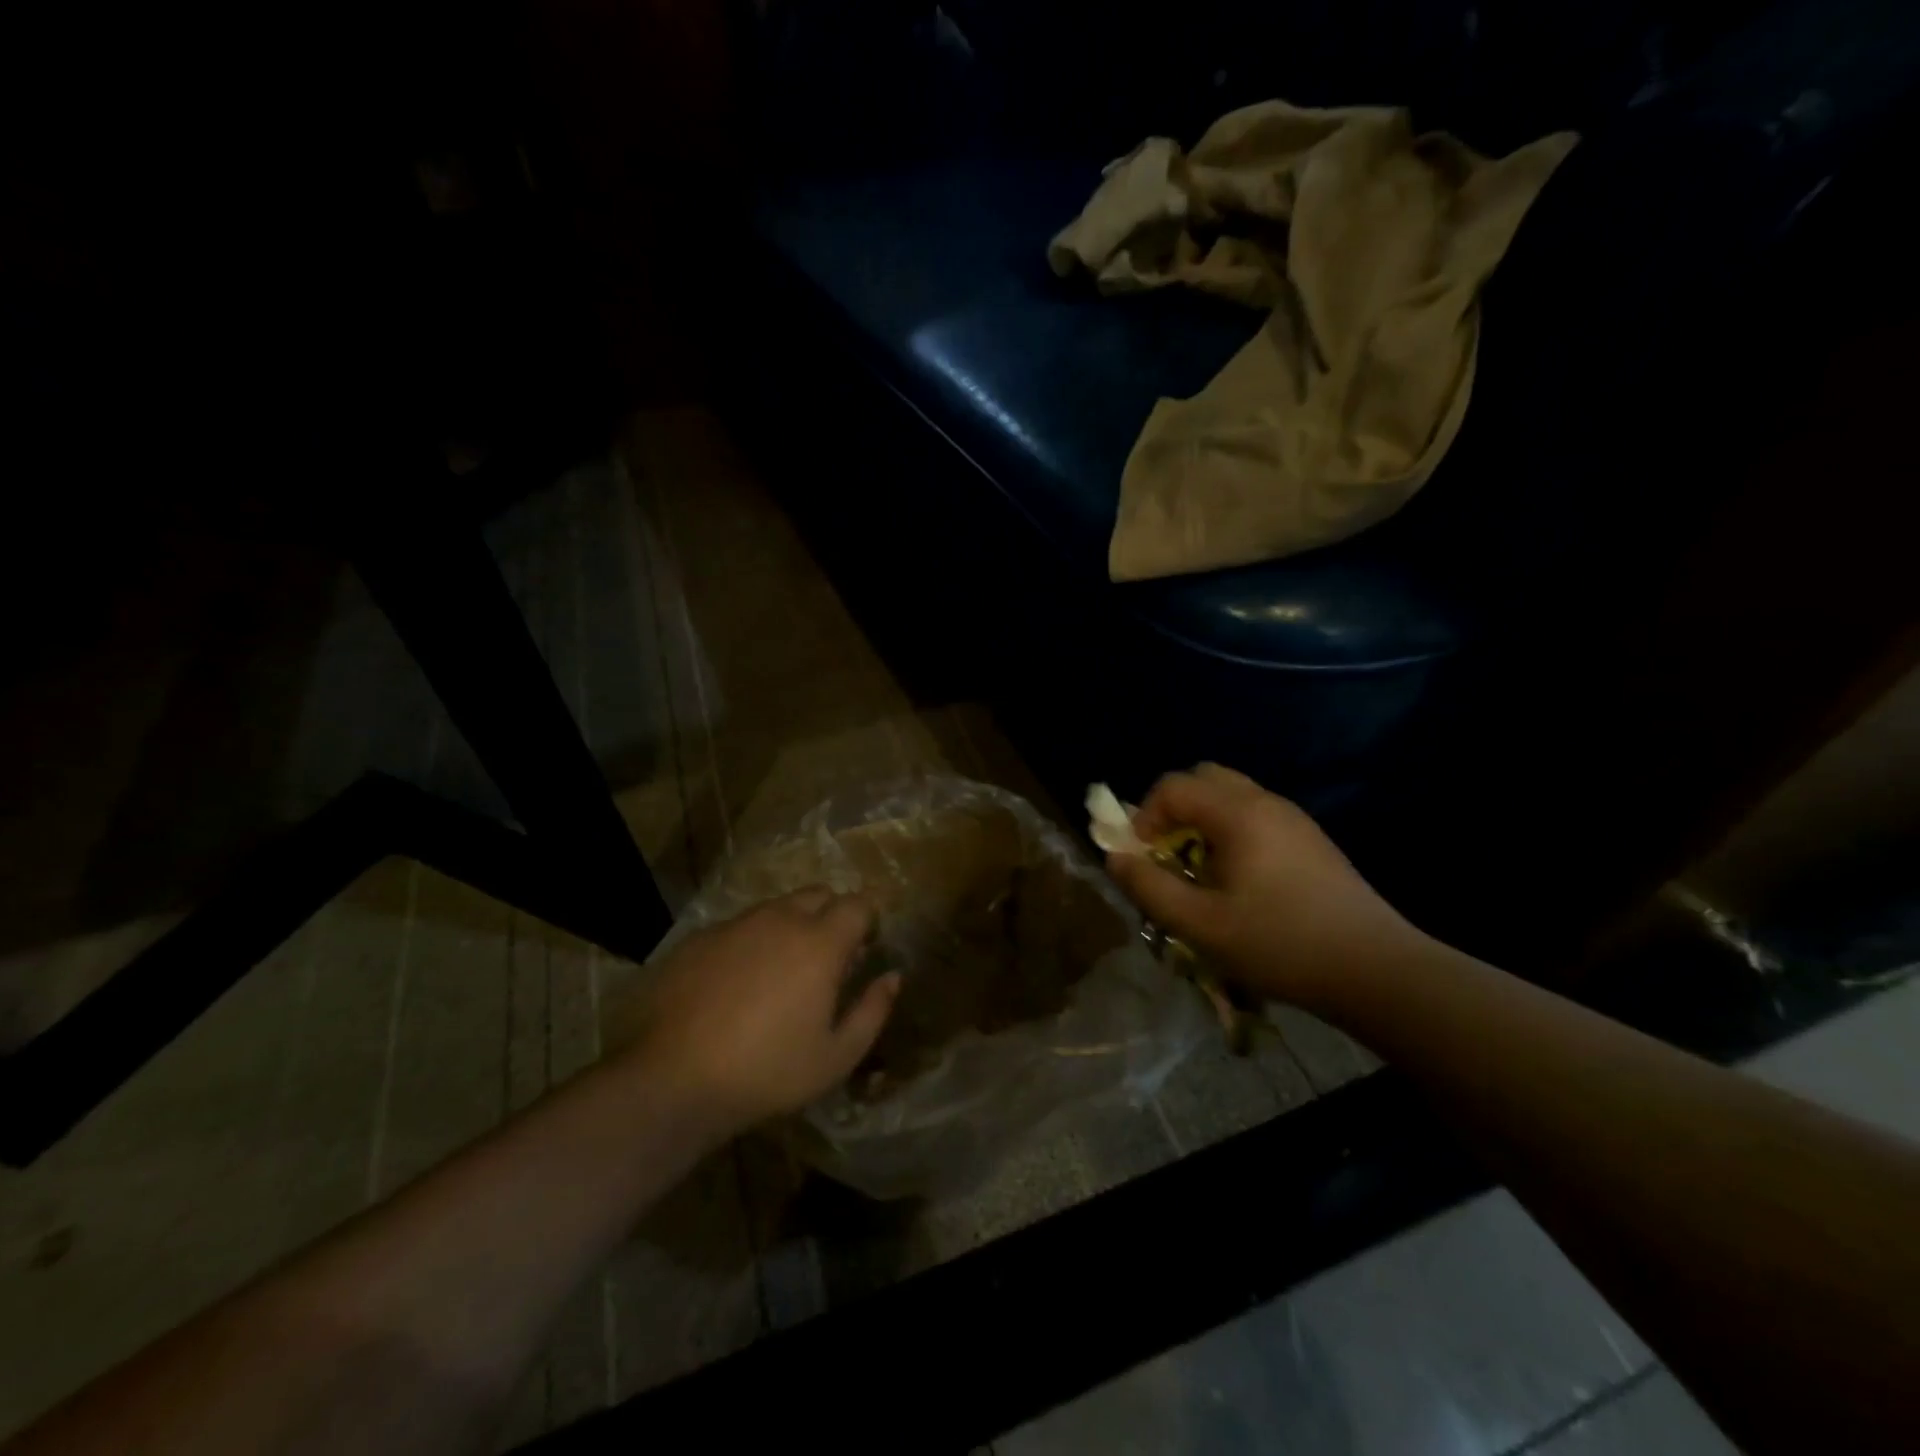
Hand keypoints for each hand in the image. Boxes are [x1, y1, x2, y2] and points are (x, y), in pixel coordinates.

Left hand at [610, 889, 900, 1130]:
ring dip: (790, 926)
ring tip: (781, 971)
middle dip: (832, 914)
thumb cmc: (767, 1071)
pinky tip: (737, 984)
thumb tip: (892, 977)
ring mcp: (735, 925)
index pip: (858, 903)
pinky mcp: (699, 938)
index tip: (866, 945)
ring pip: (776, 908)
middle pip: (818, 894)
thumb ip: (873, 1011)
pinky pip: (738, 927)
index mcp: (820, 942)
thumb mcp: (836, 1056)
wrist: (671, 1079)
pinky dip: (751, 943)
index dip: (868, 919)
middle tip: (828, 956)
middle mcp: (780, 919)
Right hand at [1105, 764, 1426, 1012]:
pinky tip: (1241, 883)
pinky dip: (1230, 833)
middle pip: (1203, 779)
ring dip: (1202, 823)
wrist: (1376, 970)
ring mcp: (1293, 818)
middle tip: (1170, 856)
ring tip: (1202, 874)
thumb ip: (1149, 887)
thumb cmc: (1281, 944)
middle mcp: (1266, 802)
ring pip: (1230, 797)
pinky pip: (1255, 816)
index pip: (1173, 786)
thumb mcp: (1201, 924)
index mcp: (1238, 813)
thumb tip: (1115, 857)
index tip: (1147, 860)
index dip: (1145, 817)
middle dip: (1174, 811)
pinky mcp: (1310, 840)